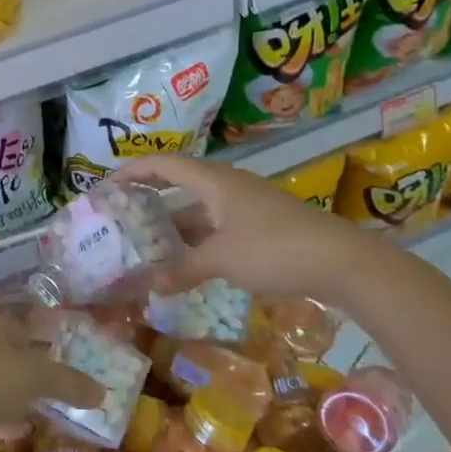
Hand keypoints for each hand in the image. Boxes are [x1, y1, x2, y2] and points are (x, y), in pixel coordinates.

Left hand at [0, 299, 104, 438]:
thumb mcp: (36, 378)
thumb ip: (70, 382)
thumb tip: (102, 392)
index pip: (27, 311)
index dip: (50, 329)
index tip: (69, 351)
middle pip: (10, 340)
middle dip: (33, 361)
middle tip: (58, 382)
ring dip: (14, 385)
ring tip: (39, 405)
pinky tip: (11, 426)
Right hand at [119, 153, 378, 303]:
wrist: (344, 263)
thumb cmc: (274, 249)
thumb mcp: (221, 260)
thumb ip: (182, 270)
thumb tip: (149, 286)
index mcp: (214, 181)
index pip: (163, 165)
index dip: (132, 171)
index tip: (106, 187)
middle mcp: (229, 186)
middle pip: (180, 185)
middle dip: (150, 199)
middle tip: (122, 216)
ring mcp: (248, 206)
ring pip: (200, 210)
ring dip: (175, 225)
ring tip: (147, 244)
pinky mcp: (263, 226)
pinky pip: (218, 226)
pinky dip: (198, 240)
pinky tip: (188, 263)